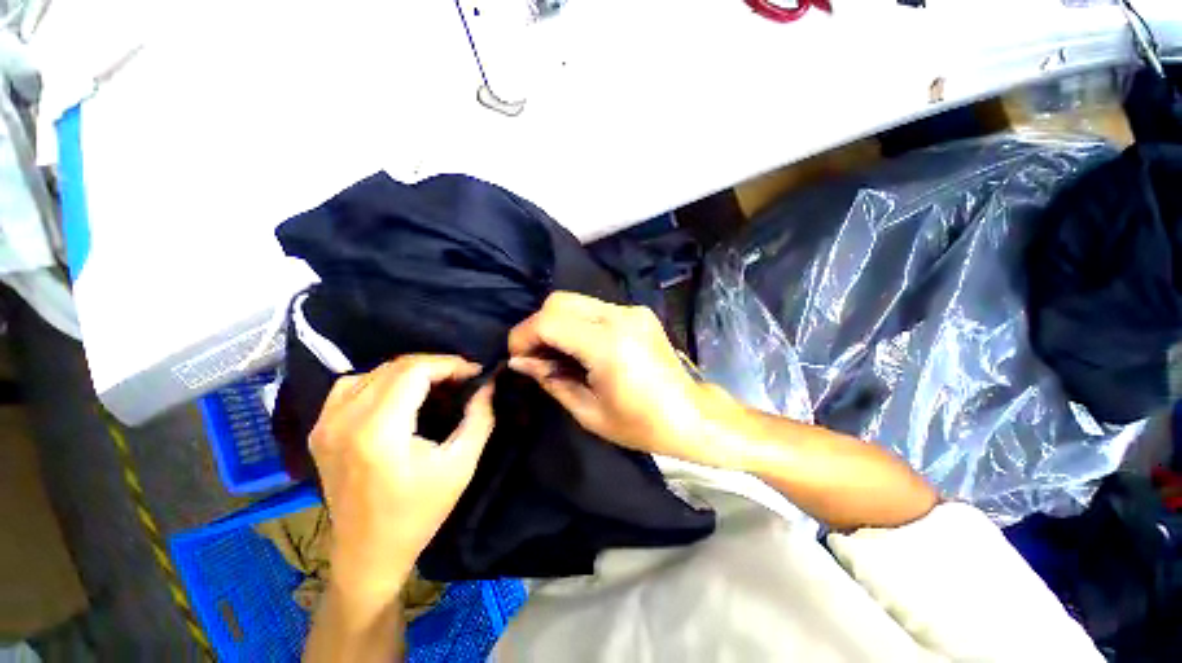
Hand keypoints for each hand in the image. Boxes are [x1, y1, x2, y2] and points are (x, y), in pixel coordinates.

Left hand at [309, 355, 493, 607]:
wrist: (368, 554)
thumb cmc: (419, 512)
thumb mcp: (461, 464)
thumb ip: (480, 417)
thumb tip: (488, 383)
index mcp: (378, 430)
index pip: (415, 370)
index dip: (450, 364)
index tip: (475, 373)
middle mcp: (343, 419)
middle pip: (395, 367)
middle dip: (436, 366)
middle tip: (462, 379)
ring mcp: (325, 424)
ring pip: (374, 372)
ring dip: (410, 372)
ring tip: (436, 385)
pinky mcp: (320, 431)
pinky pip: (351, 386)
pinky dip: (381, 381)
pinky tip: (399, 396)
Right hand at [508, 292, 739, 466]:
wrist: (690, 415)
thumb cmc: (640, 424)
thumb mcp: (588, 412)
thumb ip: (550, 379)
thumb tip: (519, 362)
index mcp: (607, 344)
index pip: (548, 321)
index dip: (523, 336)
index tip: (517, 358)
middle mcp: (620, 317)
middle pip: (559, 300)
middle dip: (537, 325)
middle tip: (535, 355)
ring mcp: (632, 310)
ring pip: (576, 301)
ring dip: (557, 322)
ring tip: (558, 353)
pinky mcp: (638, 312)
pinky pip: (595, 308)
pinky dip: (578, 322)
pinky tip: (582, 347)